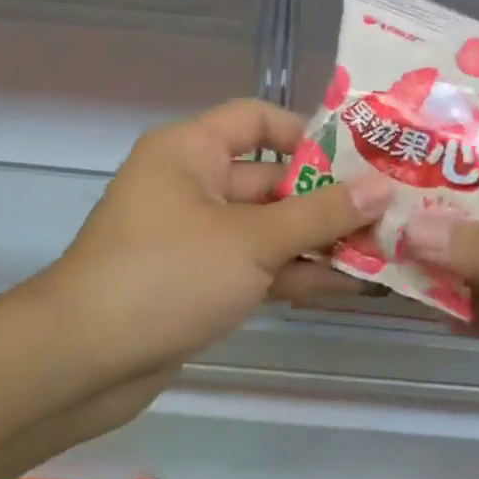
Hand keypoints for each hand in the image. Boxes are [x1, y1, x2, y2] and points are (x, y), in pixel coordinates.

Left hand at [46, 99, 393, 385]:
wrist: (86, 358)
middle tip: (392, 214)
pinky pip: (255, 267)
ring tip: (385, 252)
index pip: (257, 120)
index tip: (363, 159)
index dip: (309, 134)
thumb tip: (381, 188)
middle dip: (328, 199)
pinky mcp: (199, 283)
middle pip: (271, 179)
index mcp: (191, 150)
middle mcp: (192, 184)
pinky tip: (349, 286)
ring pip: (267, 229)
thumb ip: (319, 215)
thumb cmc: (167, 275)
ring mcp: (195, 238)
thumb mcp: (252, 240)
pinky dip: (293, 274)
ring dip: (318, 242)